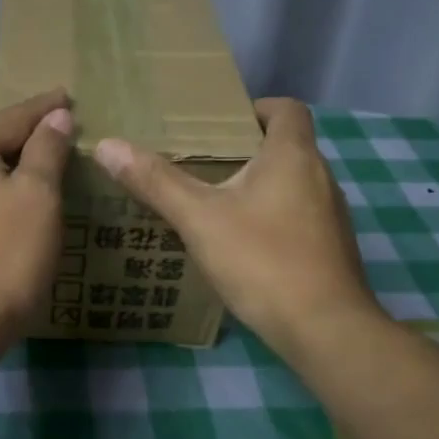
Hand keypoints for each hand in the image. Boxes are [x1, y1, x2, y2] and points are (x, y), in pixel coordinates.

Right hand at [93, 98, 383, 358]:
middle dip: (245, 151)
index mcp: (293, 156)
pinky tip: (241, 245)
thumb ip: (155, 182)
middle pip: (286, 147)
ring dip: (258, 187)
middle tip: (200, 165)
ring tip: (213, 204)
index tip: (221, 124)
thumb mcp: (199, 219)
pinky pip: (298, 217)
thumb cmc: (263, 260)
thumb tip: (107, 146)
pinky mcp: (331, 249)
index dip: (257, 108)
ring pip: (291, 184)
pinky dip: (271, 218)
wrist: (325, 330)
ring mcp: (331, 216)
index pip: (287, 109)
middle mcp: (320, 177)